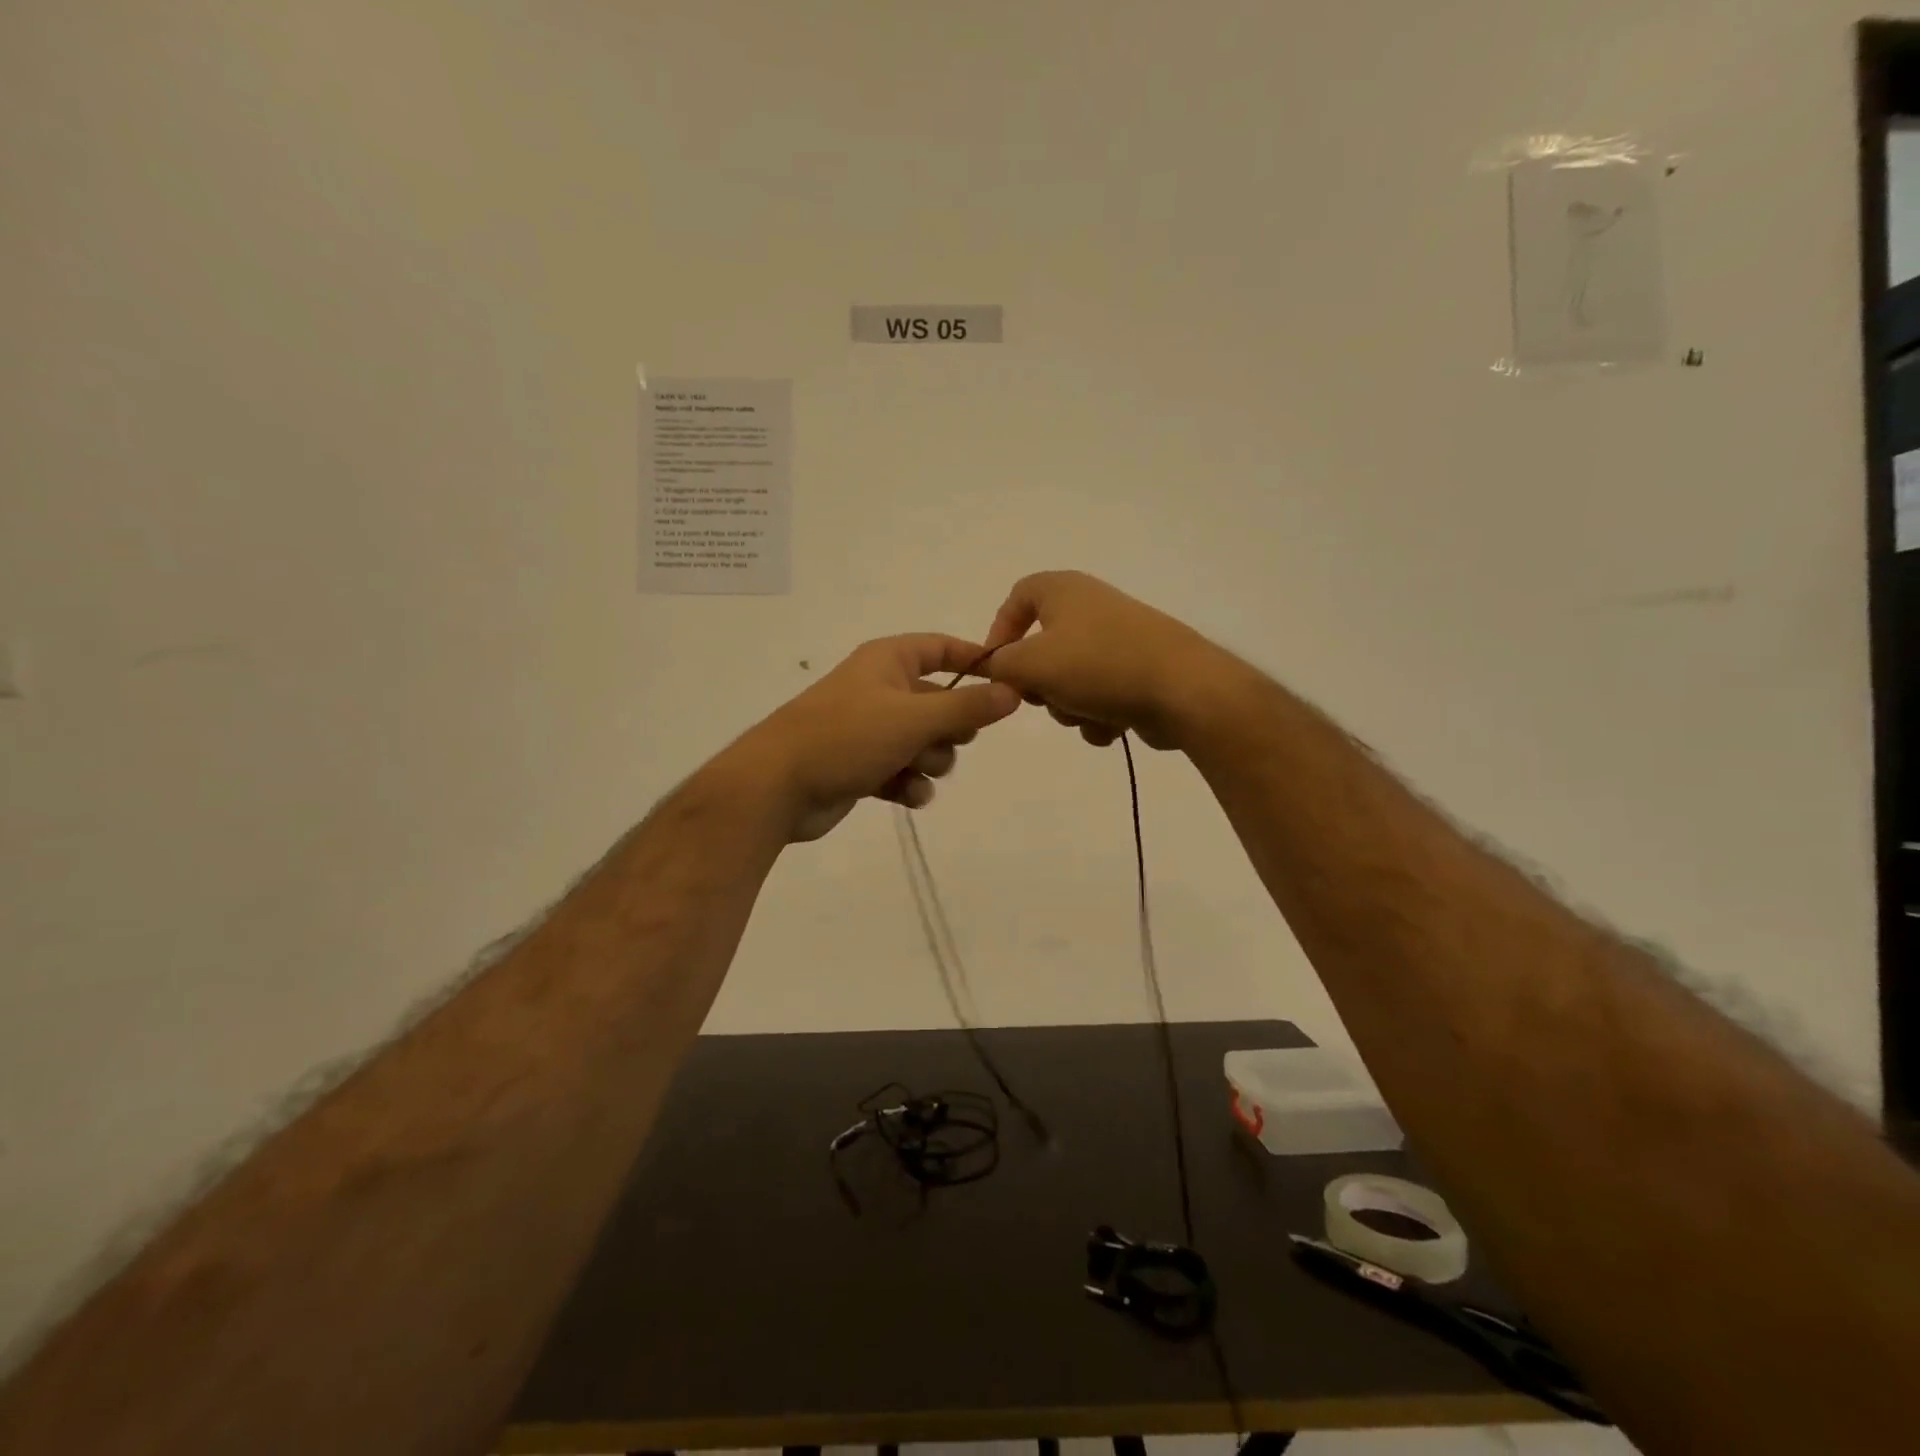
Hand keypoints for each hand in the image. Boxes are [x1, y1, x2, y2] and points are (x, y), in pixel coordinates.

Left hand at [728, 634, 1021, 842]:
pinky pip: (905, 771)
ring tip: (914, 768)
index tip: (1005, 682)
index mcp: (887, 661)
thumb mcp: (913, 718)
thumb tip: (1013, 691)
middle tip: (951, 739)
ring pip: (926, 742)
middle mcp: (880, 689)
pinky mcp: (863, 766)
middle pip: (940, 701)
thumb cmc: (846, 737)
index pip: (940, 647)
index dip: (972, 661)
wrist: (778, 787)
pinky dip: (910, 783)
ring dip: (931, 760)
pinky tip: (905, 794)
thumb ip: (967, 707)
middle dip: (951, 727)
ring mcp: (871, 730)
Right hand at [980, 571, 1230, 750]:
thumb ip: (999, 666)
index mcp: (1064, 590)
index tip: (995, 668)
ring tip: (1086, 713)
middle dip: (1038, 682)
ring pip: (1069, 679)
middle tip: (1042, 698)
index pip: (1017, 597)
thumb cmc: (1098, 665)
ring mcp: (1118, 640)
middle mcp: (1091, 607)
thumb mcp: (1031, 664)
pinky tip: (1113, 724)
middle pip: (1041, 647)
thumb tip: (995, 669)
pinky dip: (1099, 714)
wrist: (1182, 689)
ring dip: (1068, 706)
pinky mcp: (1139, 672)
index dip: (999, 631)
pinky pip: (1100, 695)